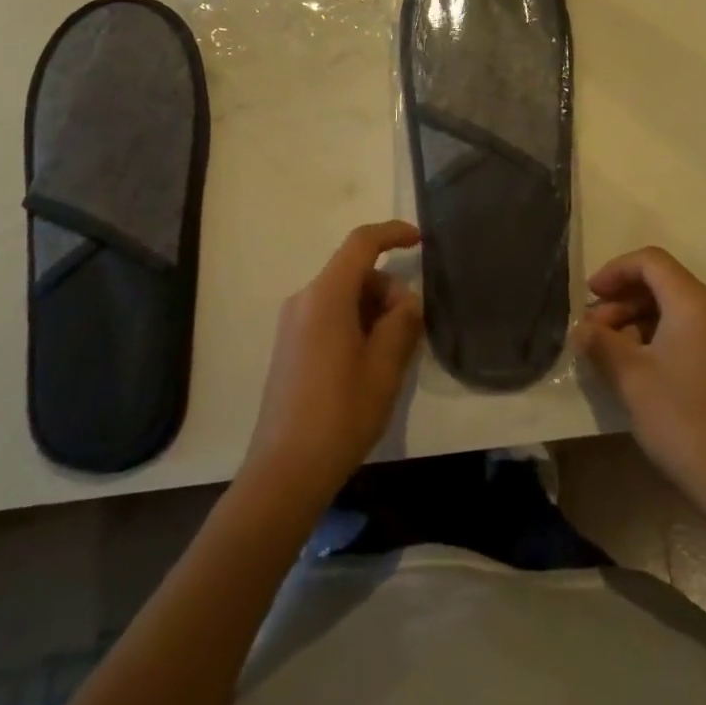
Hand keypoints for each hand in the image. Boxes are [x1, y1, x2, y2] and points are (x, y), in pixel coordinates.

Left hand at [243, 221, 423, 507]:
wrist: (285, 471)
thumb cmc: (340, 415)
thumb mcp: (384, 368)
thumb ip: (401, 323)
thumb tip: (406, 302)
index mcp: (325, 296)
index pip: (361, 243)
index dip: (392, 234)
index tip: (420, 241)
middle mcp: (304, 300)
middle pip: (354, 272)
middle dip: (388, 290)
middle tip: (411, 330)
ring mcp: (293, 323)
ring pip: (344, 296)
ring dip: (373, 311)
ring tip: (392, 355)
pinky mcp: (290, 345)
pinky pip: (330, 315)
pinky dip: (356, 324)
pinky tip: (369, 363)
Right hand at [571, 247, 705, 516]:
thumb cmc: (679, 417)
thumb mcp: (629, 375)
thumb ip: (600, 342)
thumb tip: (580, 329)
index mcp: (693, 304)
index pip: (651, 261)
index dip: (615, 270)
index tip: (589, 295)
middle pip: (661, 283)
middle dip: (621, 299)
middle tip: (592, 330)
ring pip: (671, 309)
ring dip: (634, 320)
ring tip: (607, 351)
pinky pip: (684, 332)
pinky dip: (654, 337)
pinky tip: (634, 367)